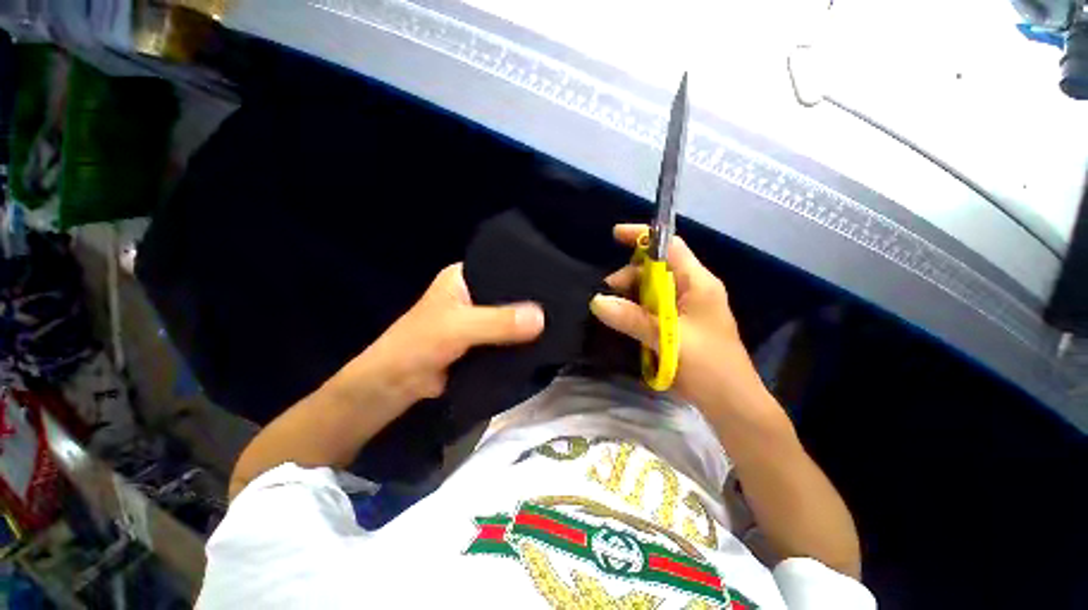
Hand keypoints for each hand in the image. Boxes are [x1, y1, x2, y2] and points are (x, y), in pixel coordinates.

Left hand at [343, 263, 544, 405]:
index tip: (559, 281)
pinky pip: (508, 336)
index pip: (505, 267)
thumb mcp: (459, 328)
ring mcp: (479, 318)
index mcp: (465, 276)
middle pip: (511, 294)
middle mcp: (474, 293)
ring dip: (529, 323)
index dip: (529, 274)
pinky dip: (522, 340)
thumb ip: (498, 323)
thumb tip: (543, 318)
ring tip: (563, 321)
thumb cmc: (418, 345)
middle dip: (533, 301)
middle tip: (566, 305)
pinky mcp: (483, 340)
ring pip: (511, 317)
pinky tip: (545, 341)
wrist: (396, 385)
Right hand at [589, 224, 763, 410]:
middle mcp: (692, 289)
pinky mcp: (679, 323)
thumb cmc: (708, 366)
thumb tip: (597, 301)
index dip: (644, 237)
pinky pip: (653, 307)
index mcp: (698, 283)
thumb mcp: (668, 339)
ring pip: (651, 290)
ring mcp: (686, 307)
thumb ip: (632, 319)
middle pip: (655, 269)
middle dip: (629, 276)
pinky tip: (625, 321)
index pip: (670, 247)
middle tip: (607, 296)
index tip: (615, 235)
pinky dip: (637, 310)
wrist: (731, 402)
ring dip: (630, 296)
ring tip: (613, 313)